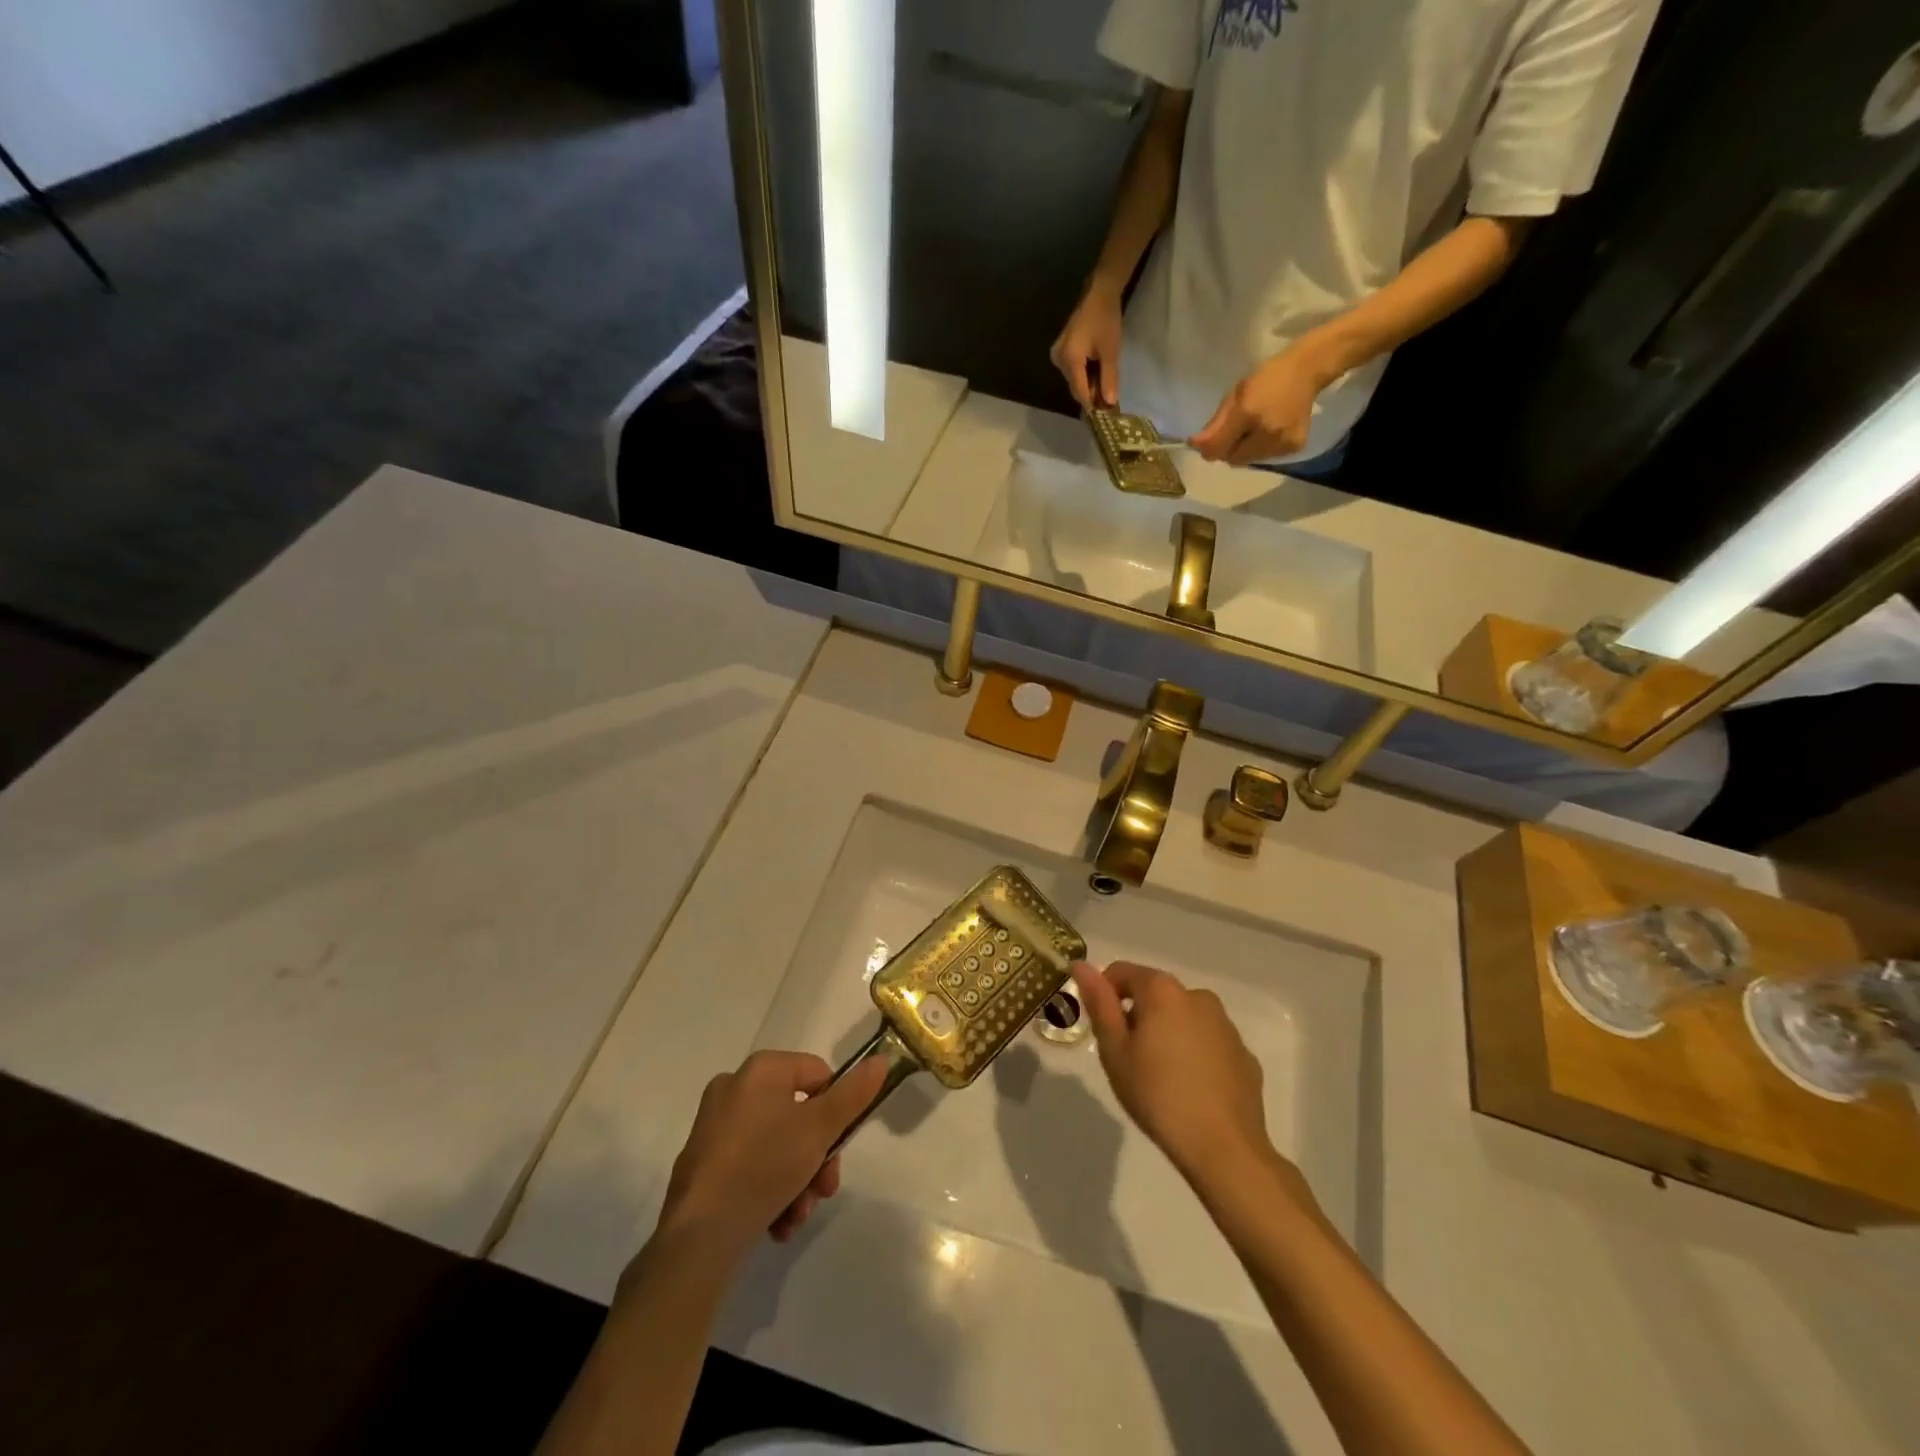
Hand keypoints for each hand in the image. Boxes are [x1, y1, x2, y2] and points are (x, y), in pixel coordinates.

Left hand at [656, 1050, 888, 1261]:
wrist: (698, 1236)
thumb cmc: (764, 1166)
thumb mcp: (819, 1130)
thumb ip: (853, 1094)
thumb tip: (881, 1059)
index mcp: (761, 1069)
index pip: (817, 1075)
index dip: (836, 1111)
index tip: (839, 1149)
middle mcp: (734, 1088)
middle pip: (798, 1115)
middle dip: (816, 1157)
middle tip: (823, 1191)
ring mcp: (715, 1126)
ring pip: (776, 1145)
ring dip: (797, 1180)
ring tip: (796, 1217)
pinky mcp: (703, 1163)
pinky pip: (751, 1165)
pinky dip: (770, 1189)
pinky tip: (777, 1224)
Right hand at [1050, 279, 1123, 410]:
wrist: (1099, 293)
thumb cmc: (1106, 320)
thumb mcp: (1111, 351)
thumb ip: (1109, 378)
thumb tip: (1111, 403)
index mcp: (1069, 360)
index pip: (1079, 391)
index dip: (1092, 404)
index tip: (1105, 414)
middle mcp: (1059, 360)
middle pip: (1075, 387)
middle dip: (1090, 395)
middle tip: (1108, 402)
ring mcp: (1058, 355)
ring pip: (1074, 379)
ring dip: (1088, 385)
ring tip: (1105, 387)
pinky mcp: (1061, 350)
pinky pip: (1072, 370)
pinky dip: (1084, 375)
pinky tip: (1096, 375)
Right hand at [1071, 961, 1281, 1191]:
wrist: (1224, 1149)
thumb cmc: (1158, 1095)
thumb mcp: (1115, 1051)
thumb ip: (1099, 1004)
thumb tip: (1081, 965)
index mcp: (1163, 991)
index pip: (1122, 972)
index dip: (1104, 994)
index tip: (1102, 1030)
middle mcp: (1198, 997)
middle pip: (1155, 994)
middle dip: (1137, 1016)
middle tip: (1128, 1059)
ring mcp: (1226, 1026)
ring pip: (1184, 1017)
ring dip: (1168, 1033)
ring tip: (1160, 1077)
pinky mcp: (1244, 1055)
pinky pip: (1209, 1042)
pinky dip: (1195, 1054)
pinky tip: (1190, 1089)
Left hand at [1188, 344, 1332, 465]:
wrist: (1308, 370)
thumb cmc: (1267, 377)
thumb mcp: (1235, 394)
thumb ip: (1216, 423)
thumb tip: (1197, 446)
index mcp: (1248, 413)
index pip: (1217, 448)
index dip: (1205, 448)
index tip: (1198, 442)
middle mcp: (1267, 432)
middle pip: (1233, 458)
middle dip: (1226, 449)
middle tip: (1231, 432)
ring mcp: (1283, 442)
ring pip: (1249, 460)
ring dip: (1243, 450)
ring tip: (1252, 429)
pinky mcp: (1294, 447)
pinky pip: (1266, 457)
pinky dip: (1260, 449)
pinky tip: (1268, 431)